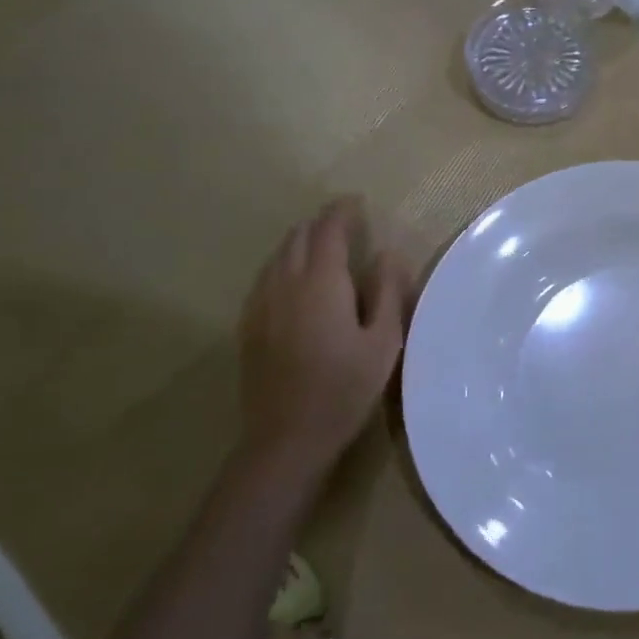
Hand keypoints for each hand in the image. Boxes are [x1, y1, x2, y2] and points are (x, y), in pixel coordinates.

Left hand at [240, 197, 408, 462]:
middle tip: (345, 223)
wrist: (287, 437)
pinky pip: (265, 277)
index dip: (342, 211)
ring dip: (300, 242)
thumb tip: (388, 253)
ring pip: (277, 256)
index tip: (357, 201)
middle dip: (321, 224)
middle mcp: (284, 284)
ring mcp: (261, 305)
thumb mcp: (384, 340)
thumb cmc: (346, 387)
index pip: (328, 231)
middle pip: (297, 238)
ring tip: (323, 245)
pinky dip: (284, 264)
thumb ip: (387, 291)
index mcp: (320, 283)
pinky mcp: (249, 326)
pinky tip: (296, 281)